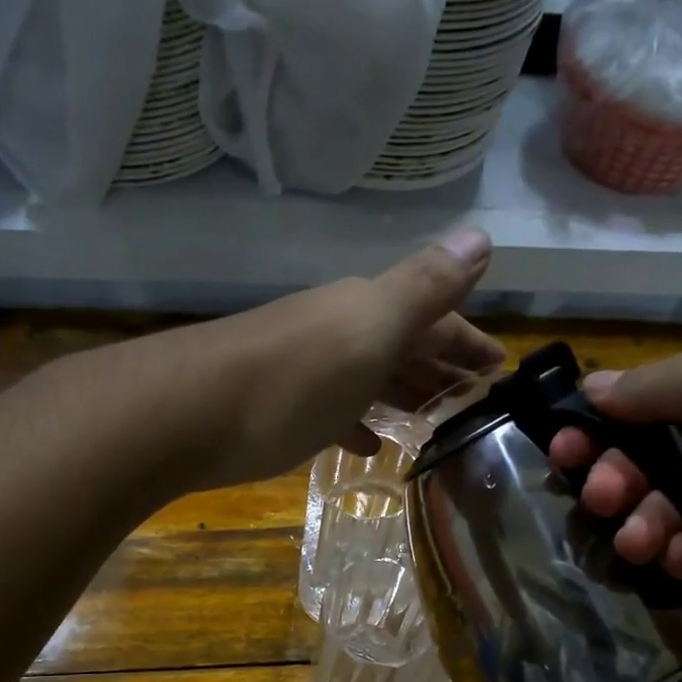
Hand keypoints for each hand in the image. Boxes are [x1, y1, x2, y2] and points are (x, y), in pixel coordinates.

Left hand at [139, 230, 503, 489]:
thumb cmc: (290, 382)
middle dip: (440, 367)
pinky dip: (356, 420)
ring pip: (367, 376)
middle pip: (400, 345)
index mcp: (365, 310)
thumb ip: (423, 289)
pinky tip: (366, 444)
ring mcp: (301, 367)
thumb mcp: (368, 331)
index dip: (468, 341)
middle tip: (473, 400)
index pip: (433, 318)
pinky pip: (331, 408)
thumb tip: (481, 237)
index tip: (499, 370)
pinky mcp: (273, 406)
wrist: (181, 415)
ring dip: (402, 393)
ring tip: (432, 422)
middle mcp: (334, 329)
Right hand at [549, 304, 681, 613]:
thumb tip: (591, 389)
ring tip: (640, 543)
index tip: (561, 452)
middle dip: (618, 477)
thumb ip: (660, 388)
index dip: (600, 423)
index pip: (651, 393)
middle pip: (654, 452)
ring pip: (676, 503)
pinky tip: (679, 563)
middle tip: (600, 500)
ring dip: (646, 522)